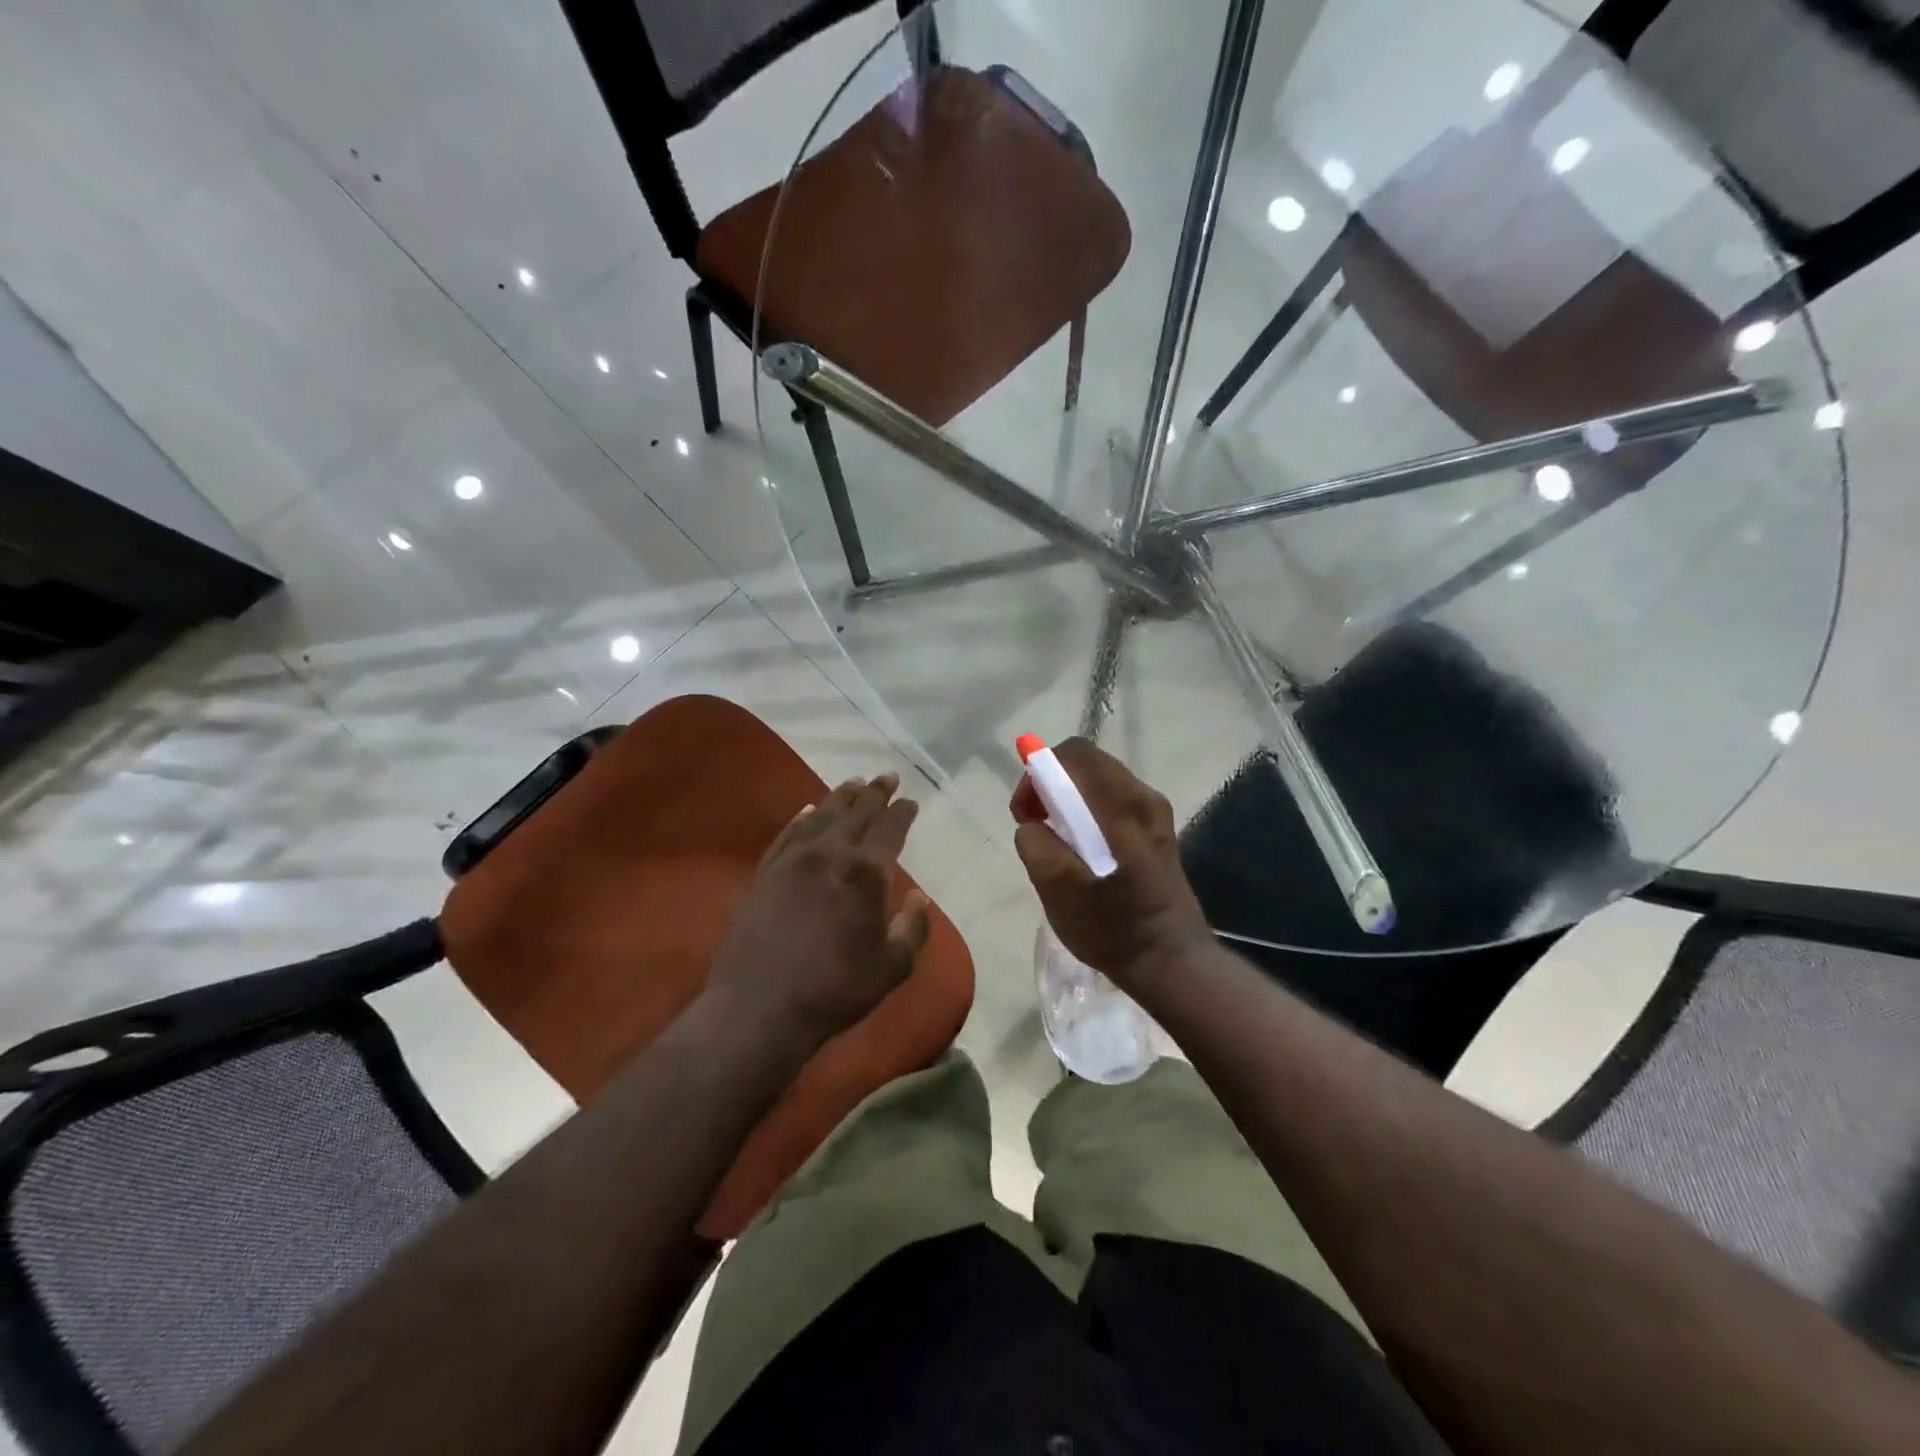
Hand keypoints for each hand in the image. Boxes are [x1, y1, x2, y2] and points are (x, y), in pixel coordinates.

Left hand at [706, 773, 929, 1053]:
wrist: (759, 1007)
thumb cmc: (835, 989)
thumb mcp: (892, 967)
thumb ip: (912, 928)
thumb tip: (919, 897)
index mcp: (866, 872)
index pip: (890, 829)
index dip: (902, 812)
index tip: (910, 800)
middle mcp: (830, 854)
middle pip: (857, 812)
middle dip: (875, 793)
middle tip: (887, 777)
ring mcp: (793, 860)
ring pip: (822, 815)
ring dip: (841, 797)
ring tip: (854, 783)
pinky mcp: (764, 873)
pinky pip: (787, 834)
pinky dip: (801, 817)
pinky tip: (808, 810)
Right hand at [1011, 738, 1211, 989]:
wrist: (1170, 961)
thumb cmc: (1112, 927)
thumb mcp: (1058, 890)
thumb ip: (1036, 844)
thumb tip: (1033, 824)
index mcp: (1122, 805)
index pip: (1074, 754)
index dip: (1039, 772)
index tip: (1025, 811)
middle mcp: (1144, 797)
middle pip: (1086, 763)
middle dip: (1051, 784)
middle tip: (1034, 824)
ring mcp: (1154, 813)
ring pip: (1098, 782)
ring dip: (1067, 800)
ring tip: (1054, 840)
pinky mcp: (1156, 830)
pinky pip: (1111, 802)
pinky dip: (1086, 812)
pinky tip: (1080, 850)